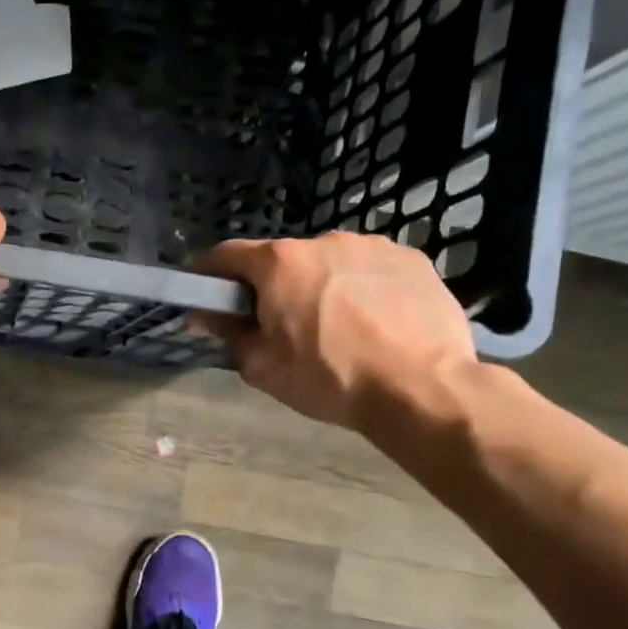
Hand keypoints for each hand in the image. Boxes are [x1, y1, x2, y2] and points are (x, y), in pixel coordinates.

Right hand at [191, 233, 476, 433]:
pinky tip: (374, 323)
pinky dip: (361, 288)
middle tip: (279, 326)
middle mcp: (324, 240)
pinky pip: (369, 270)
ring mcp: (372, 246)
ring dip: (319, 285)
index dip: (208, 274)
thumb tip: (208, 314)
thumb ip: (229, 334)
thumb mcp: (262, 368)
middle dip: (272, 286)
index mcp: (280, 263)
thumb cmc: (330, 378)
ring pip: (328, 263)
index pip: (226, 255)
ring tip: (336, 327)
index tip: (204, 295)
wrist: (423, 388)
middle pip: (281, 259)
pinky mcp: (412, 259)